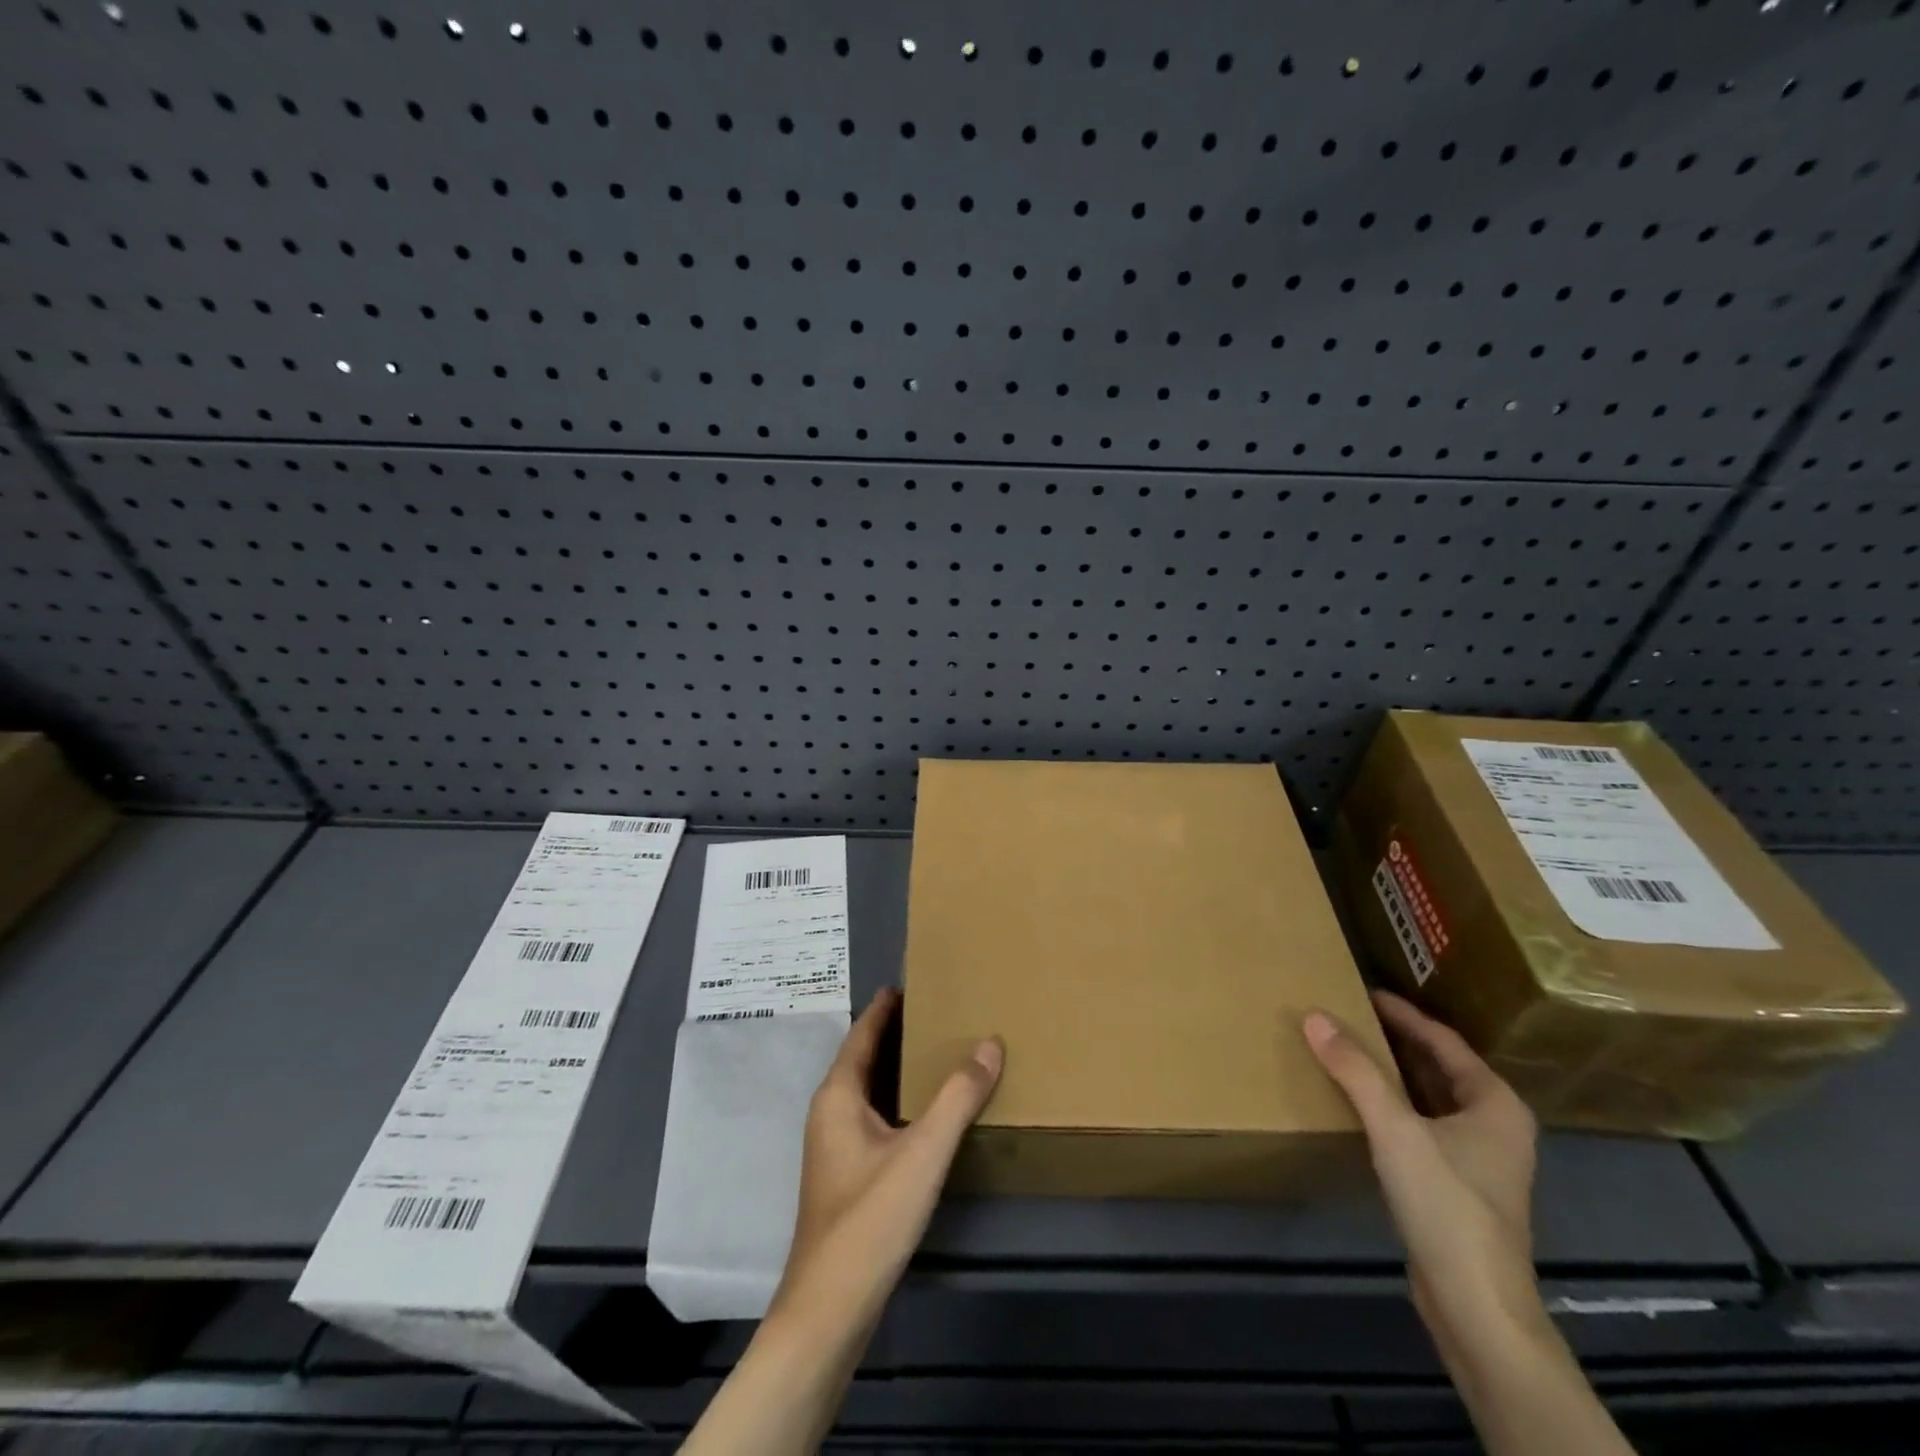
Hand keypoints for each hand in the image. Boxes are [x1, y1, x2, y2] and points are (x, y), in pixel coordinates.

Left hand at [773, 986, 1003, 1328]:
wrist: (829, 1308)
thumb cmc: (870, 1219)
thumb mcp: (923, 1152)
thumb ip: (958, 1097)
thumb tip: (990, 1043)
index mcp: (838, 1095)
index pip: (861, 1034)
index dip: (884, 1007)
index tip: (909, 982)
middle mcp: (831, 1113)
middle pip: (865, 1059)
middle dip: (895, 1034)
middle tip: (937, 1012)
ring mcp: (836, 1147)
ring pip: (870, 1091)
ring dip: (898, 1069)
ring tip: (938, 1053)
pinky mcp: (847, 1176)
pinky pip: (875, 1118)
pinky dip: (900, 1101)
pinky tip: (928, 1113)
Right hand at [1304, 991, 1543, 1365]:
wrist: (1475, 1305)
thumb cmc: (1446, 1205)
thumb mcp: (1396, 1129)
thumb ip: (1355, 1071)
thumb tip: (1313, 1016)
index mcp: (1494, 1102)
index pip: (1442, 1039)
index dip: (1401, 1012)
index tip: (1361, 990)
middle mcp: (1493, 1123)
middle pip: (1436, 1065)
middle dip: (1392, 1039)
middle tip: (1346, 1013)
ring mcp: (1477, 1157)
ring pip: (1426, 1096)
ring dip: (1389, 1072)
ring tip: (1344, 1048)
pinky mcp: (1455, 1182)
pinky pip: (1419, 1123)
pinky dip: (1390, 1104)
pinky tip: (1357, 1101)